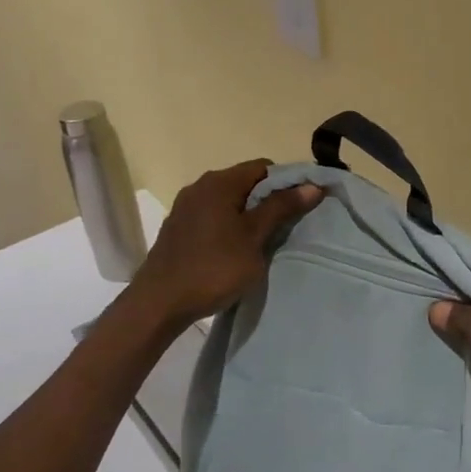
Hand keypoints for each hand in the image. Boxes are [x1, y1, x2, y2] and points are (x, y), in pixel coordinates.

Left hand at [124, 160, 323, 329]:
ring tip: (264, 240)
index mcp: (219, 182)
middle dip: (269, 200)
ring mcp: (186, 207)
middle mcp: (200, 186)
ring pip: (229, 201)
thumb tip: (311, 185)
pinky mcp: (179, 228)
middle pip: (246, 182)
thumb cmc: (213, 267)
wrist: (159, 304)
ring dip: (249, 214)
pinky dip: (230, 225)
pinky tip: (236, 249)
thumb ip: (281, 208)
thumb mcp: (254, 238)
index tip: (302, 205)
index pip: (263, 167)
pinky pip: (213, 216)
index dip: (288, 182)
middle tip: (288, 225)